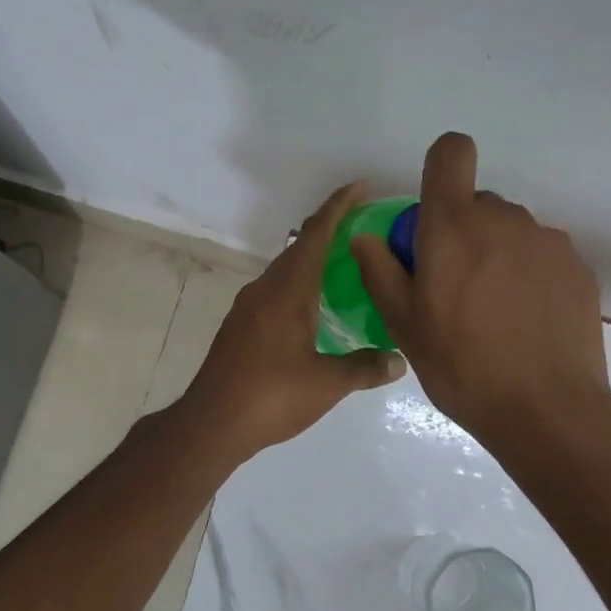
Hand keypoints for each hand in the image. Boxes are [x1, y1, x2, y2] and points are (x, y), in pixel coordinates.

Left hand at [183, 183, 406, 459]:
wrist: (211, 423)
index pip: (315, 235)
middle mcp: (265, 290)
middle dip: (330, 232)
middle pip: (299, 248)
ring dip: (313, 262)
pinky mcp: (240, 328)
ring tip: (346, 269)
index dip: (338, 207)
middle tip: (365, 232)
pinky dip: (300, 287)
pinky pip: (276, 292)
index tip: (360, 187)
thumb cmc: (271, 396)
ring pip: (286, 272)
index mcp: (288, 291)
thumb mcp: (327, 383)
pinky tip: (315, 310)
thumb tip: (399, 360)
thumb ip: (365, 367)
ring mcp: (248, 308)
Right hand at [351, 132, 609, 442]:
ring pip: (512, 232)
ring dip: (498, 255)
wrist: (546, 409)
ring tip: (496, 313)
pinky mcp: (578, 268)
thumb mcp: (404, 325)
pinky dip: (531, 277)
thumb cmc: (462, 366)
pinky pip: (543, 257)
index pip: (452, 152)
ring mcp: (548, 242)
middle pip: (478, 204)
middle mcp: (504, 219)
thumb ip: (380, 272)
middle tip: (456, 288)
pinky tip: (528, 323)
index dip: (442, 169)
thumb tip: (365, 237)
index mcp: (454, 226)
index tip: (434, 212)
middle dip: (462, 233)